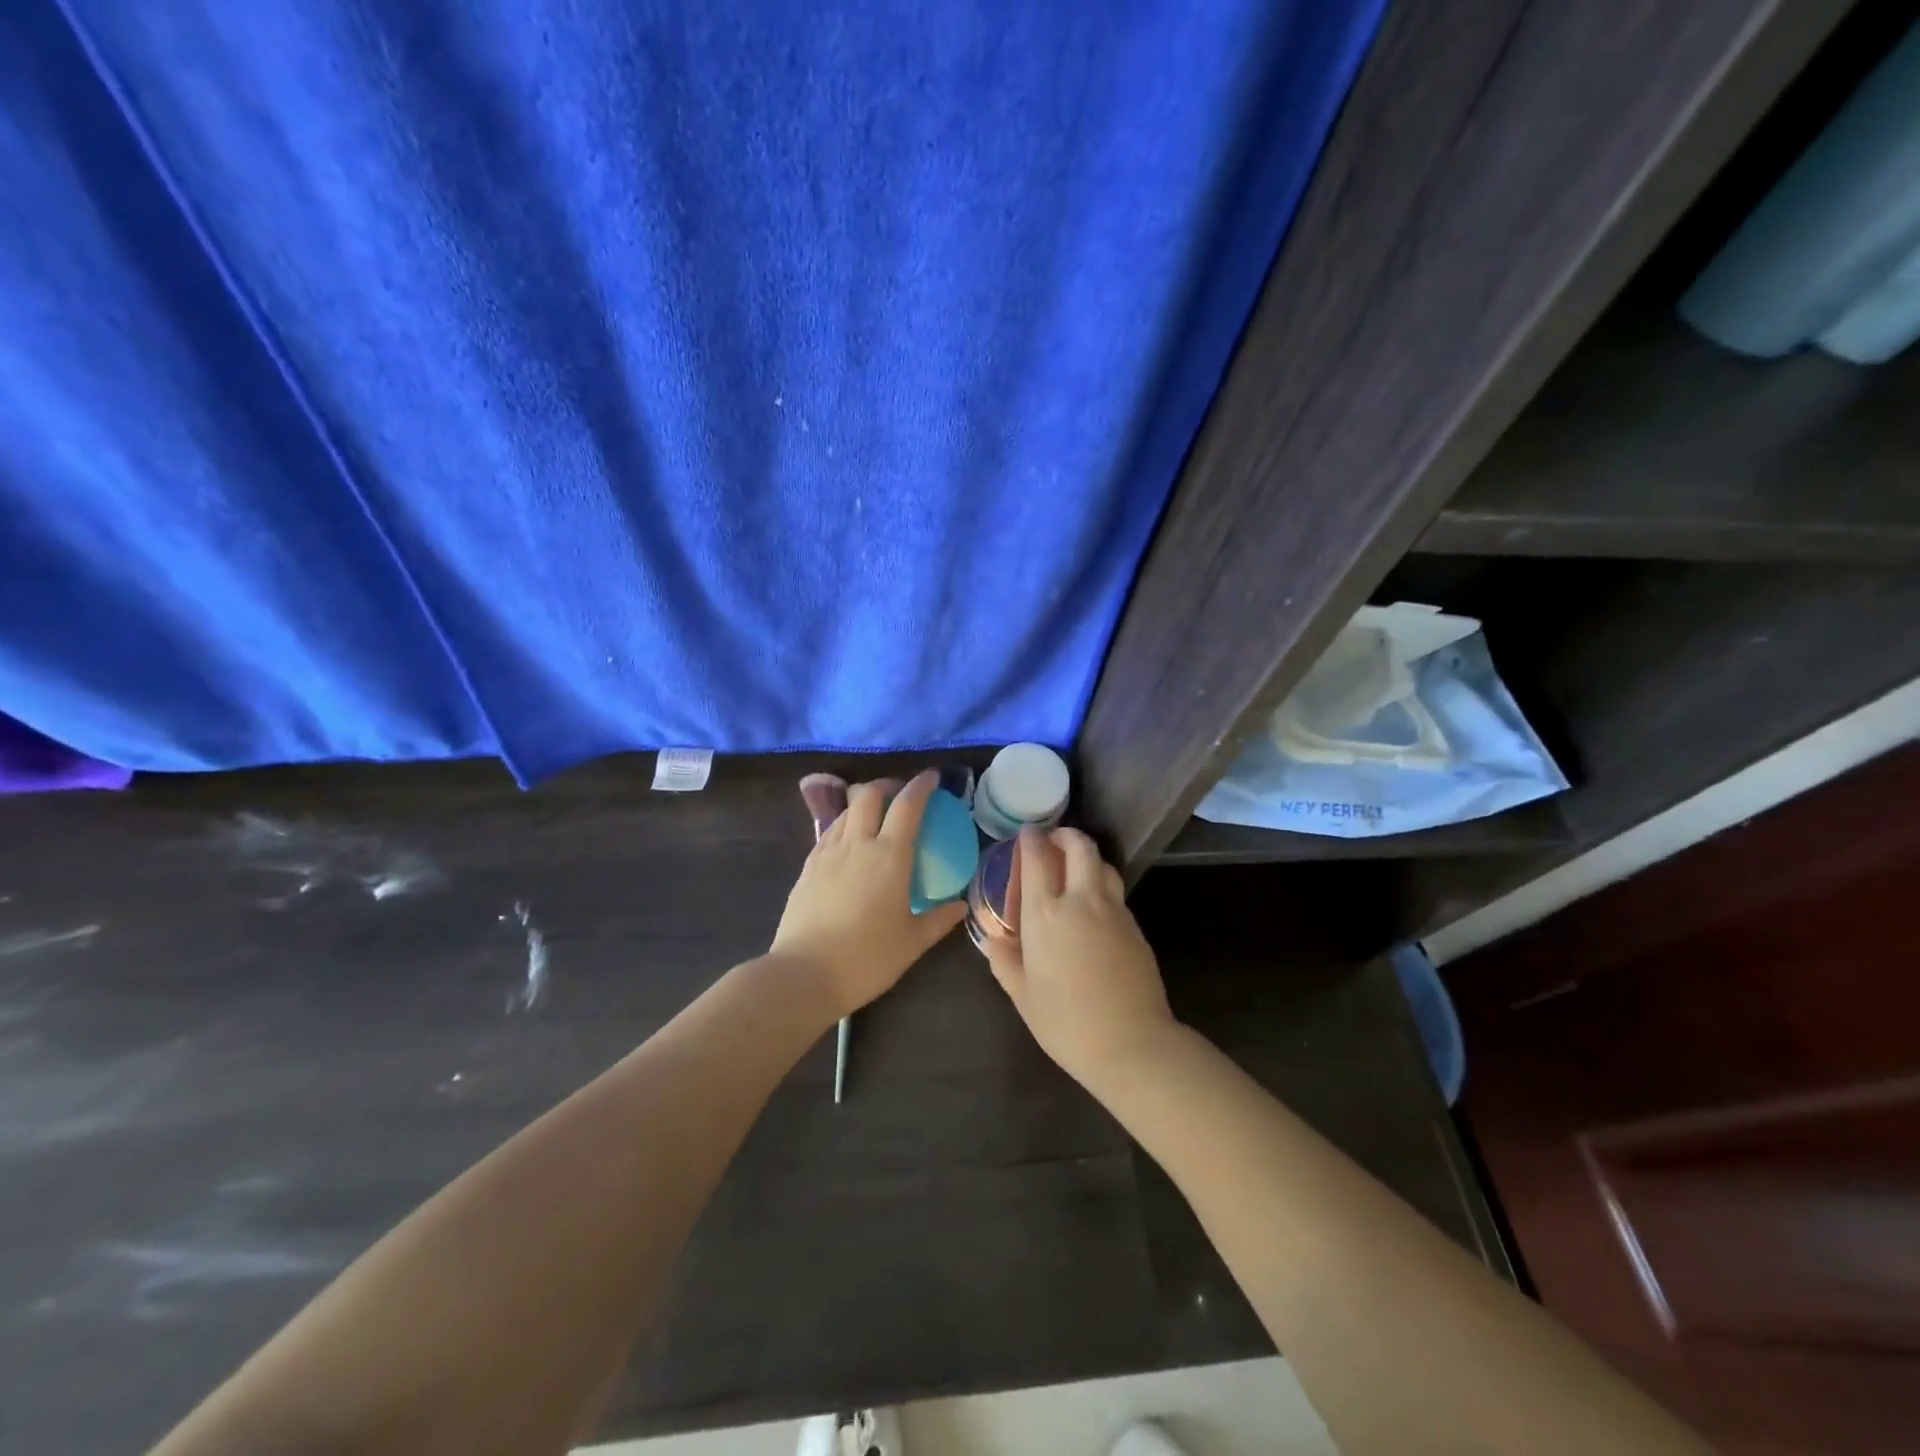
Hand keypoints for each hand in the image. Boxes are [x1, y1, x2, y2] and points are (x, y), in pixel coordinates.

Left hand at [771, 769, 967, 1018]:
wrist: (804, 974)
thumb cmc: (867, 959)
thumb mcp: (912, 942)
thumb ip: (939, 919)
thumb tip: (961, 905)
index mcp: (889, 856)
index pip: (908, 805)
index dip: (921, 786)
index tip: (932, 778)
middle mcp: (857, 844)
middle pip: (869, 795)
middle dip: (887, 785)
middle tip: (901, 795)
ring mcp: (827, 853)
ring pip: (846, 811)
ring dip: (863, 803)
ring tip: (875, 817)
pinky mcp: (807, 867)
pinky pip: (829, 833)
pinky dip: (844, 826)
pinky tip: (849, 845)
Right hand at [985, 826, 1178, 1094]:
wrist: (1130, 1043)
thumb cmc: (1066, 1021)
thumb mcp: (1023, 996)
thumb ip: (1005, 962)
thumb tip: (995, 942)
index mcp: (1045, 914)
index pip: (1037, 858)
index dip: (1031, 839)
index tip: (1027, 833)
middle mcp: (1081, 901)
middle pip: (1080, 848)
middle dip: (1066, 835)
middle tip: (1054, 842)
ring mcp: (1114, 911)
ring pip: (1104, 866)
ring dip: (1088, 858)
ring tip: (1076, 870)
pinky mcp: (1135, 927)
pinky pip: (1116, 893)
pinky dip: (1103, 887)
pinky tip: (1095, 908)